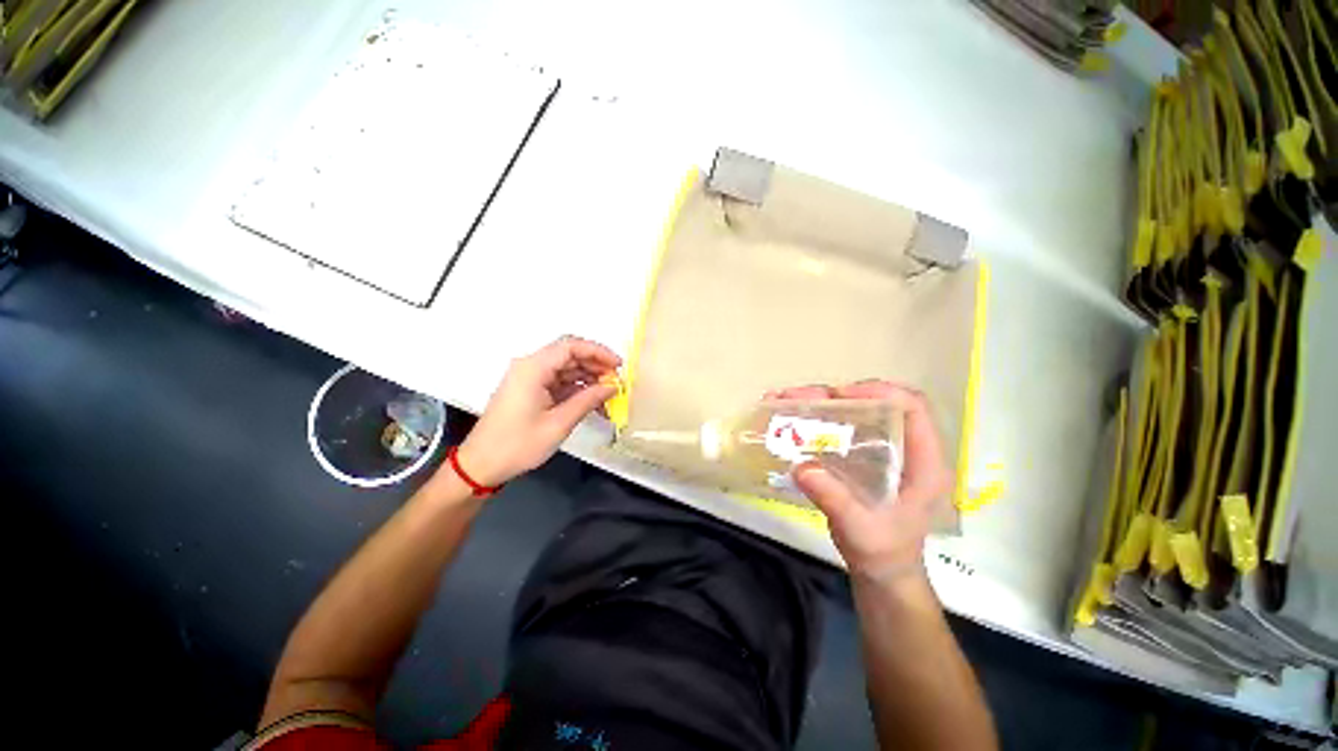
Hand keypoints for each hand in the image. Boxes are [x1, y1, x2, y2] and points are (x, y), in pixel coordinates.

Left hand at [455, 336, 620, 487]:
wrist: (481, 465)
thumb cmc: (518, 444)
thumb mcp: (559, 423)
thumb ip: (588, 400)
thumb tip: (613, 386)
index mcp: (533, 368)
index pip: (571, 346)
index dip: (598, 352)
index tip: (619, 366)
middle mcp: (530, 366)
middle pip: (569, 355)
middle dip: (596, 366)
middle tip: (616, 383)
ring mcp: (529, 378)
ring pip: (566, 368)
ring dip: (588, 378)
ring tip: (608, 395)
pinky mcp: (530, 390)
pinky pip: (558, 381)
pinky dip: (577, 389)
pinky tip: (592, 401)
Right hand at [780, 381, 952, 581]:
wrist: (881, 572)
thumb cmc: (883, 552)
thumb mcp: (860, 529)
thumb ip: (835, 499)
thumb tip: (801, 467)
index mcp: (923, 461)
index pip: (913, 408)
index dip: (880, 392)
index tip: (840, 394)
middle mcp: (905, 448)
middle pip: (876, 404)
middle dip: (835, 395)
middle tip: (799, 397)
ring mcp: (882, 450)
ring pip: (855, 412)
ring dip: (820, 403)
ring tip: (785, 401)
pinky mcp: (862, 456)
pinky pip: (841, 427)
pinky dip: (815, 419)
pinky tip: (790, 419)